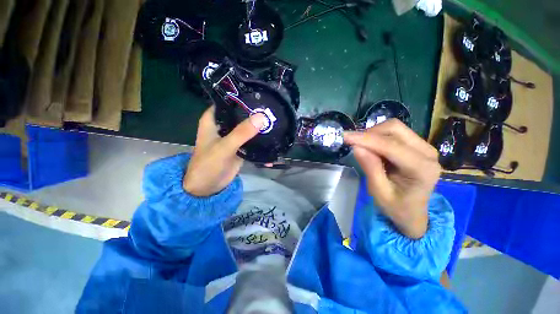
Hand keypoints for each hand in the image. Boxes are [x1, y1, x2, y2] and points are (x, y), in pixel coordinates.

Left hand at [183, 106, 266, 196]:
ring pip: (247, 127)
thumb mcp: (224, 147)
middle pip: (240, 115)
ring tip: (275, 120)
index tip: (258, 94)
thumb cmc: (208, 165)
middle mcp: (224, 126)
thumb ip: (241, 133)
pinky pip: (252, 140)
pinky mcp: (240, 147)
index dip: (241, 97)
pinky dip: (260, 139)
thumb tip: (261, 117)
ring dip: (259, 126)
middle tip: (272, 108)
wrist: (207, 187)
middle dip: (254, 112)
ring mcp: (233, 137)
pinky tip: (272, 136)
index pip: (227, 102)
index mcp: (213, 120)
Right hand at [344, 119, 440, 238]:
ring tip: (361, 146)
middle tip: (352, 143)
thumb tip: (356, 147)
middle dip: (369, 133)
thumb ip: (370, 168)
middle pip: (394, 129)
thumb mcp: (379, 192)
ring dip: (373, 134)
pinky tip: (370, 148)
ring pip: (394, 128)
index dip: (365, 139)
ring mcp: (424, 147)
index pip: (390, 145)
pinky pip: (395, 133)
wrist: (413, 213)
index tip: (344, 136)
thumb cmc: (396, 207)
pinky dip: (378, 136)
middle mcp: (427, 152)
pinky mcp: (417, 145)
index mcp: (422, 169)